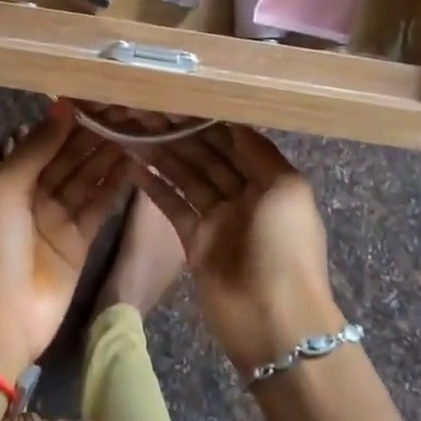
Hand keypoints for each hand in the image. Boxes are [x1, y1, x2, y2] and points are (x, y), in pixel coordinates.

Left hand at [0, 105, 134, 376]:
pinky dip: (114, 185)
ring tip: (134, 130)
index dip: (68, 122)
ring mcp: (59, 218)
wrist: (2, 315)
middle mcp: (36, 194)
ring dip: (107, 156)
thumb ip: (36, 148)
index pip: (45, 142)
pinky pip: (99, 205)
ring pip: (87, 178)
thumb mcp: (6, 188)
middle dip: (93, 136)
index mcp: (12, 179)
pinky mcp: (81, 240)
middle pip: (69, 158)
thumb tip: (62, 108)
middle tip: (124, 111)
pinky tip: (133, 162)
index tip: (96, 99)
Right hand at [134, 123, 343, 372]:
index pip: (235, 143)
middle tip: (149, 111)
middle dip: (182, 135)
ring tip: (135, 130)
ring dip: (164, 155)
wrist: (274, 320)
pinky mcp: (194, 241)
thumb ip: (259, 153)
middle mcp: (243, 195)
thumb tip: (234, 123)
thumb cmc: (285, 247)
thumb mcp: (287, 190)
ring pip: (187, 177)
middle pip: (208, 158)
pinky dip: (155, 186)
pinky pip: (172, 206)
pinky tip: (134, 165)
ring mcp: (218, 219)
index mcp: (270, 181)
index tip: (180, 99)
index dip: (210, 122)